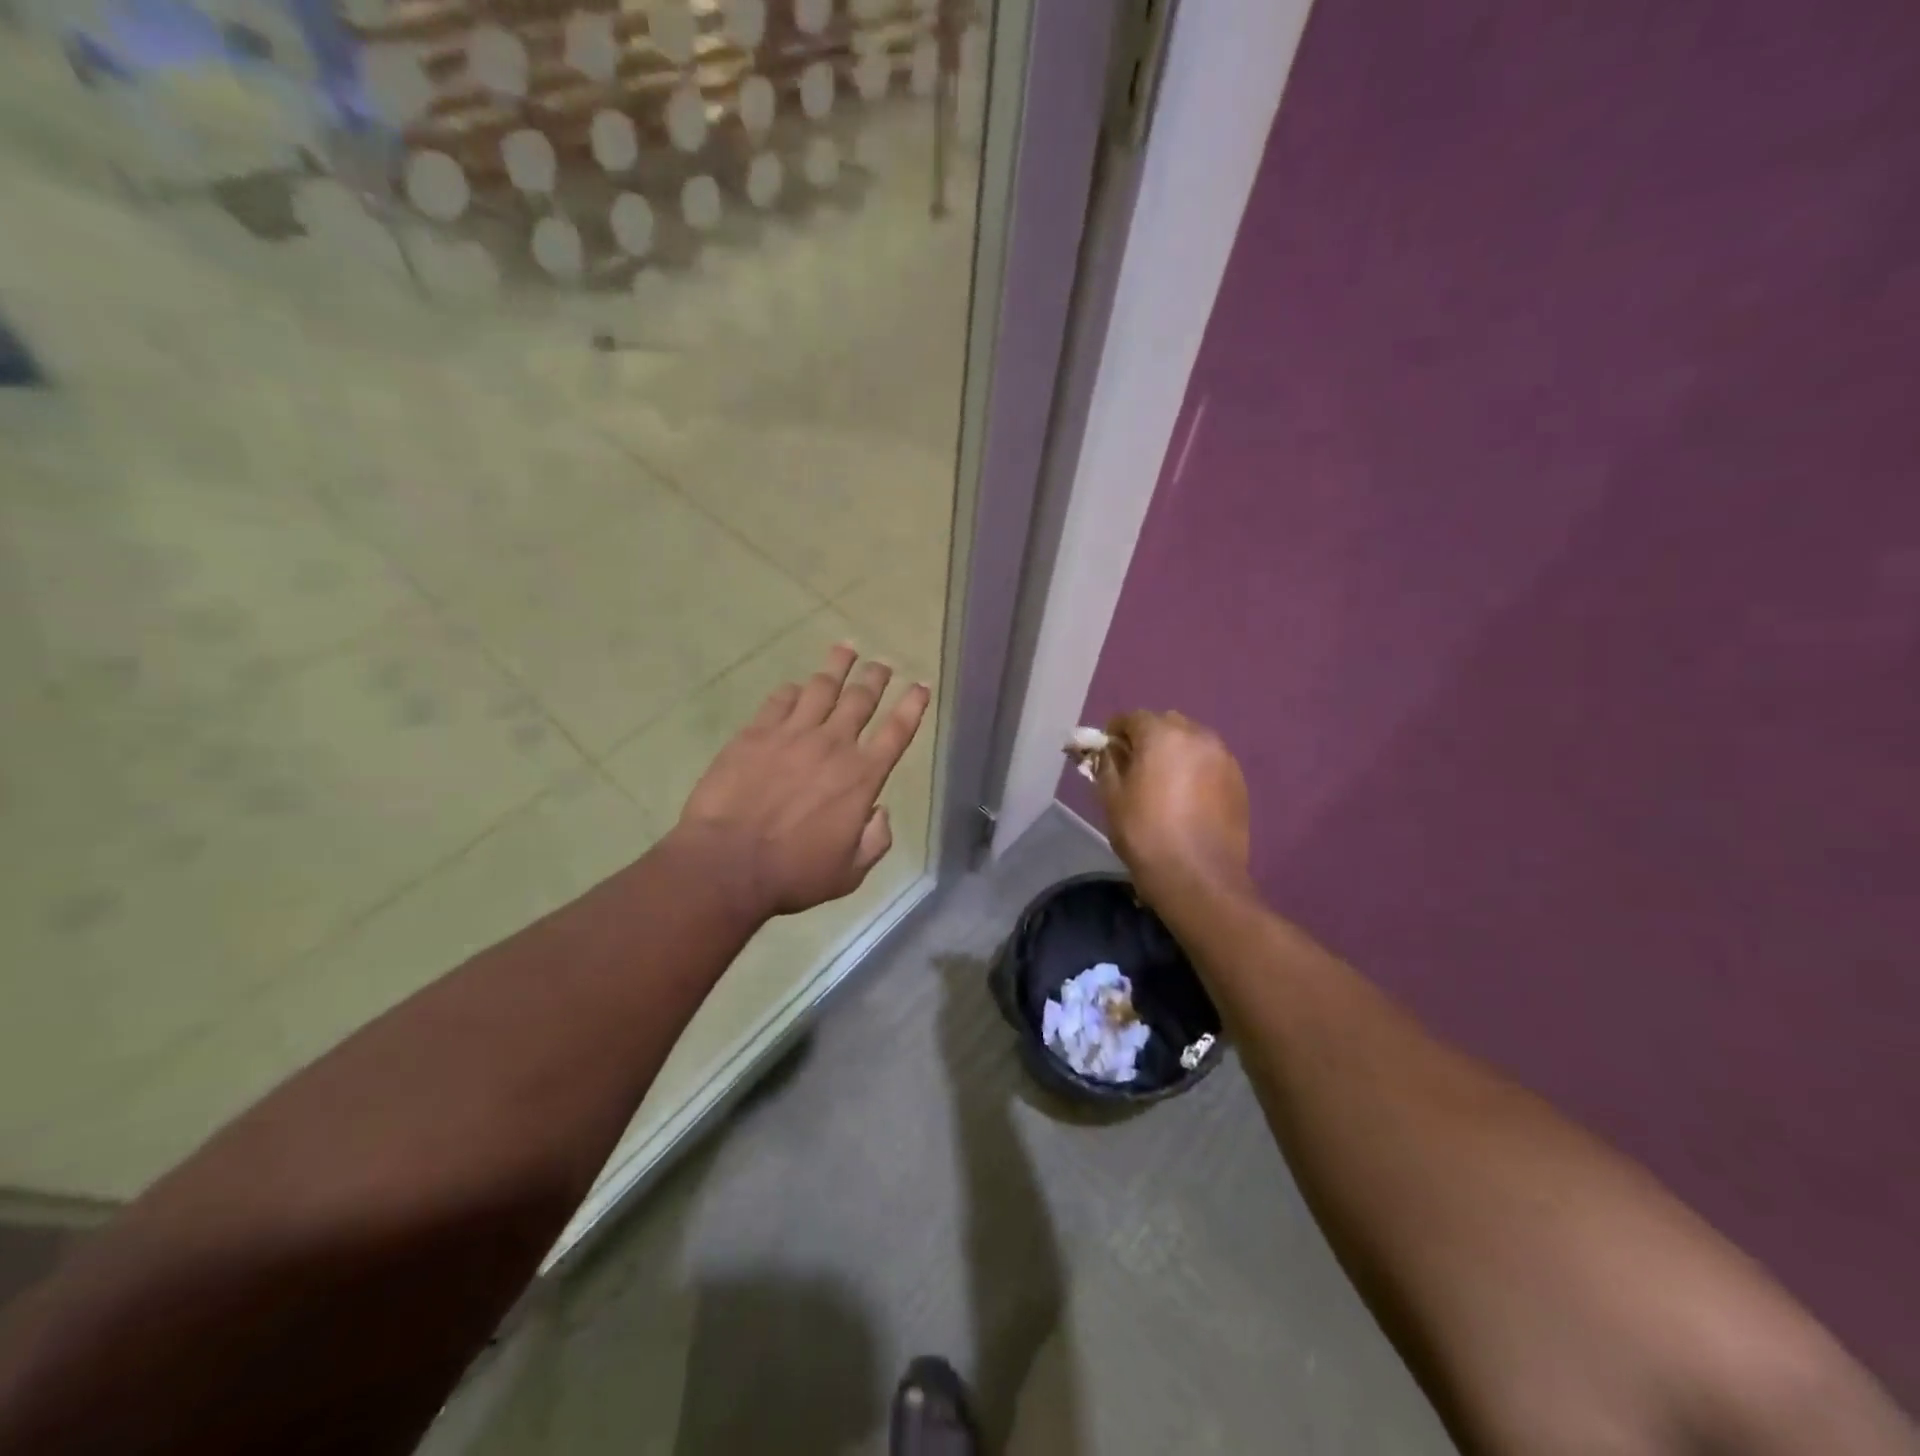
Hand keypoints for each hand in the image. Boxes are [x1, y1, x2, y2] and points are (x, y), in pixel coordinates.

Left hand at [673, 645, 929, 920]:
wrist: (726, 864)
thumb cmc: (792, 874)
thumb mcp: (849, 873)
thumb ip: (874, 841)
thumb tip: (880, 813)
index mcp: (862, 777)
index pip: (896, 732)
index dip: (912, 706)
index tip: (920, 686)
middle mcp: (833, 745)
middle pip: (861, 699)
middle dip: (876, 677)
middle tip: (882, 663)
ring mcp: (792, 734)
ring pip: (822, 688)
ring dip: (838, 666)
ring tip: (846, 649)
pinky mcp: (756, 733)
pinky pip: (781, 700)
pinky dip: (794, 690)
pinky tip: (797, 687)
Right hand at [1095, 711, 1251, 900]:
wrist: (1199, 877)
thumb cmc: (1145, 834)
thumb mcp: (1111, 798)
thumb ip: (1106, 763)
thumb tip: (1107, 749)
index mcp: (1162, 734)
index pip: (1132, 717)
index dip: (1115, 733)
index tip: (1107, 754)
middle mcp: (1197, 735)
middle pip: (1165, 724)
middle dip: (1147, 738)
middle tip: (1134, 768)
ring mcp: (1223, 757)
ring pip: (1191, 741)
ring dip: (1174, 752)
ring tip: (1163, 784)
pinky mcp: (1239, 780)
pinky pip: (1209, 762)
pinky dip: (1195, 769)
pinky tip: (1187, 798)